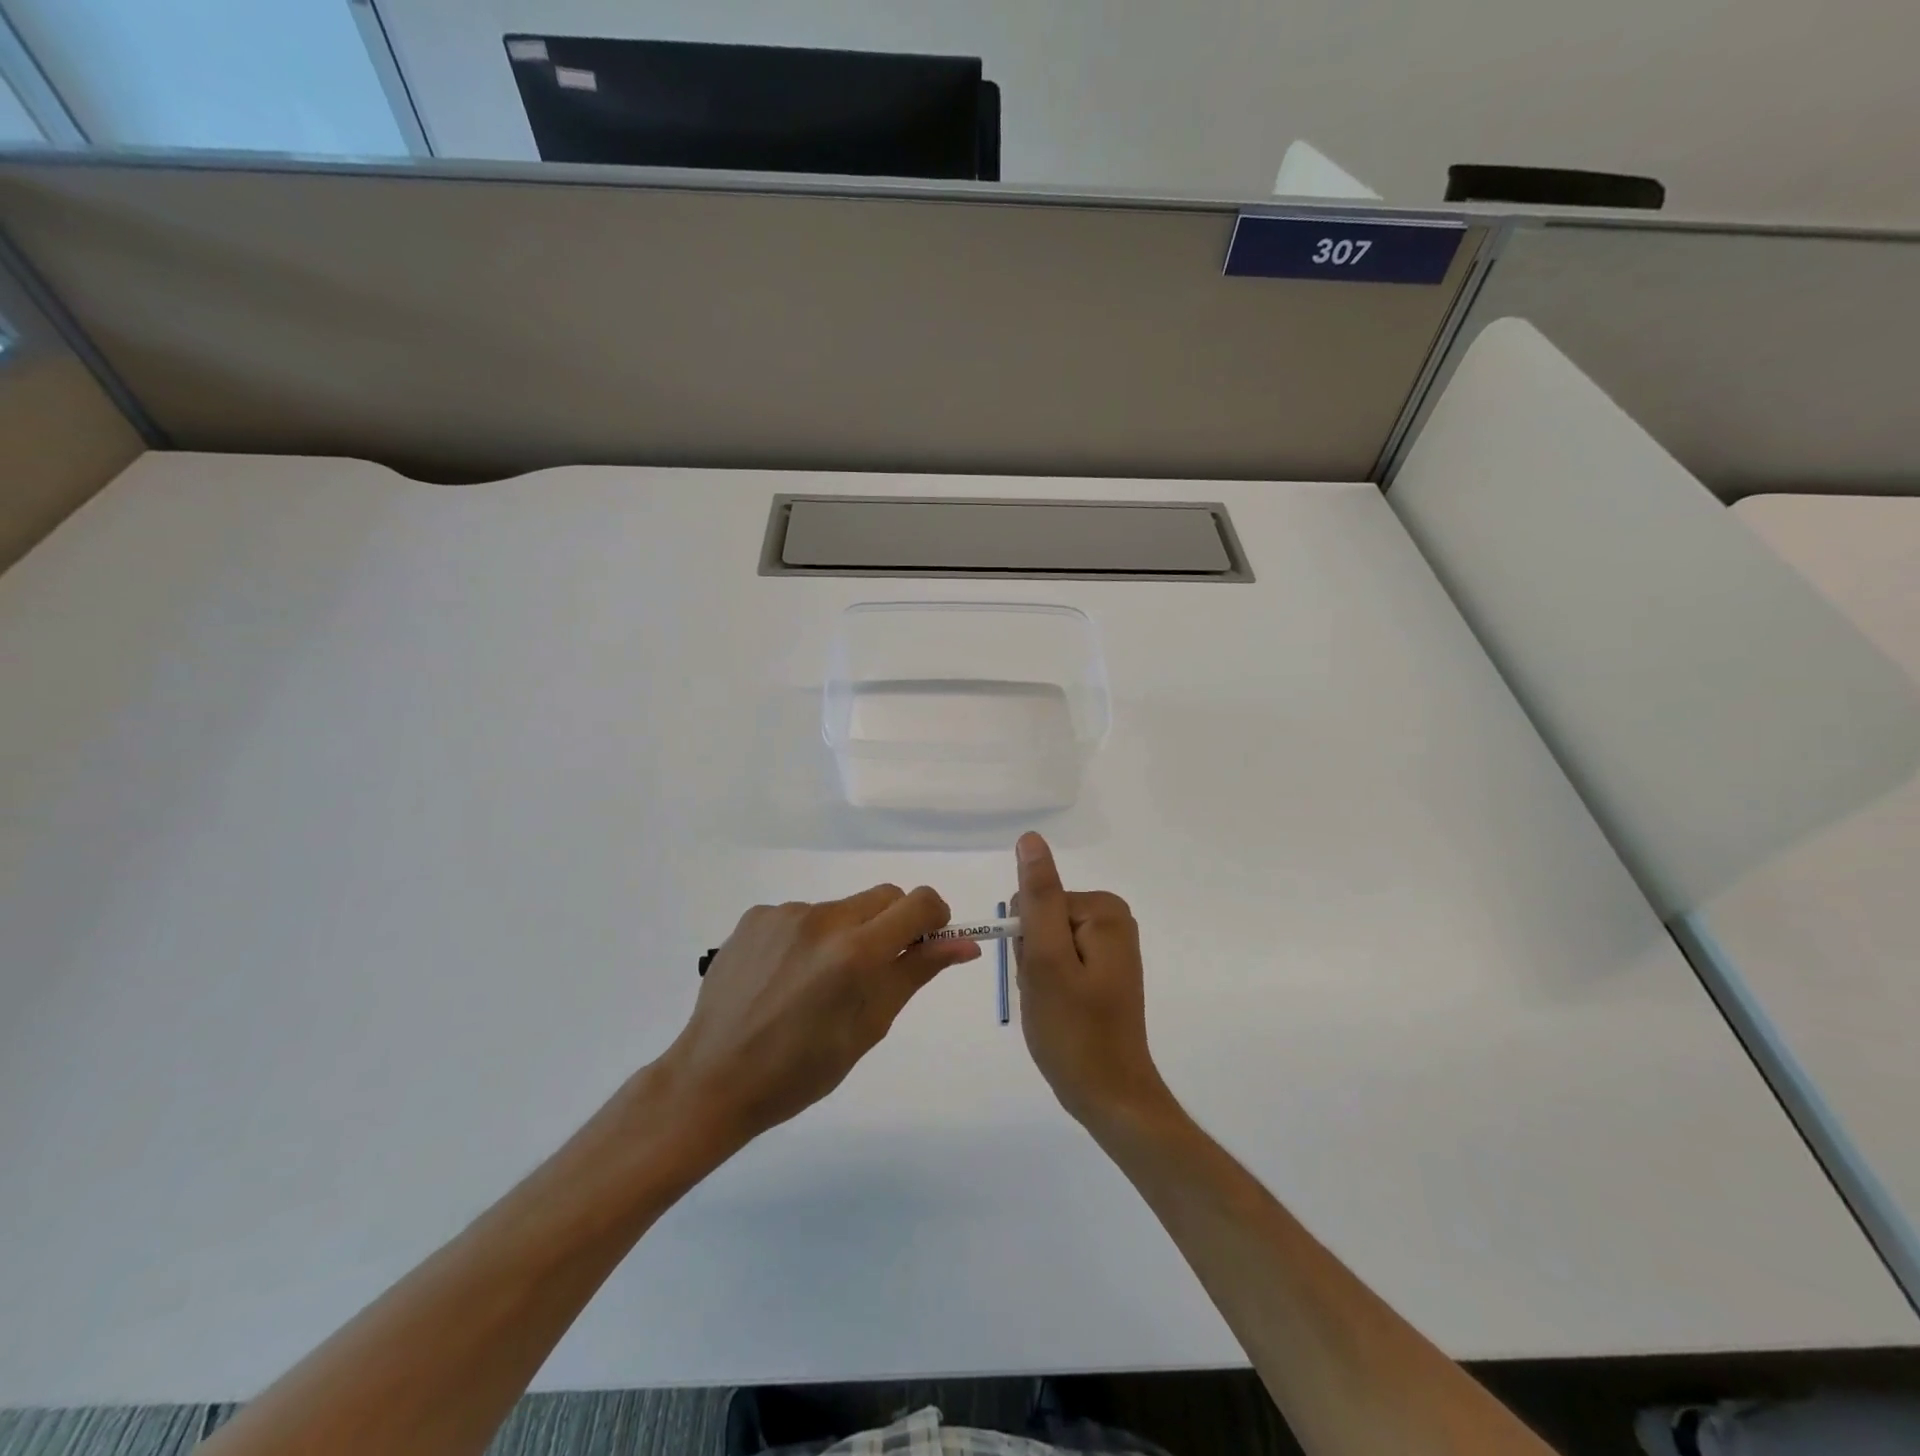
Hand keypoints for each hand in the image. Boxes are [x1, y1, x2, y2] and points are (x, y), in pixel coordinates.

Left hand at [658, 885, 979, 1149]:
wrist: (712, 1079)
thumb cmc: (801, 1070)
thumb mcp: (869, 1027)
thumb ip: (916, 973)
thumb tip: (965, 943)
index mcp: (855, 952)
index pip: (919, 903)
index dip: (934, 919)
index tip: (925, 945)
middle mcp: (822, 918)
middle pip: (883, 897)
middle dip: (892, 925)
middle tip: (874, 971)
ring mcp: (784, 913)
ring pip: (842, 909)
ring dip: (846, 934)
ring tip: (817, 983)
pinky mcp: (755, 916)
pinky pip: (802, 915)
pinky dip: (808, 938)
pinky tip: (785, 976)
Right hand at [1012, 833, 1172, 1133]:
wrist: (1110, 1096)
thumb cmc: (1074, 1030)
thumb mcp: (1046, 959)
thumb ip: (1037, 897)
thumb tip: (1030, 839)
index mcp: (1103, 910)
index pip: (1035, 901)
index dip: (1026, 942)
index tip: (1040, 976)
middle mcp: (1113, 919)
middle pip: (1041, 918)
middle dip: (1032, 957)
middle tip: (1047, 994)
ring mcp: (1110, 946)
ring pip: (1045, 941)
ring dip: (1038, 972)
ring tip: (1054, 1005)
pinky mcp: (1104, 969)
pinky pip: (1058, 960)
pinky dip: (1049, 983)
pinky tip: (1061, 1009)